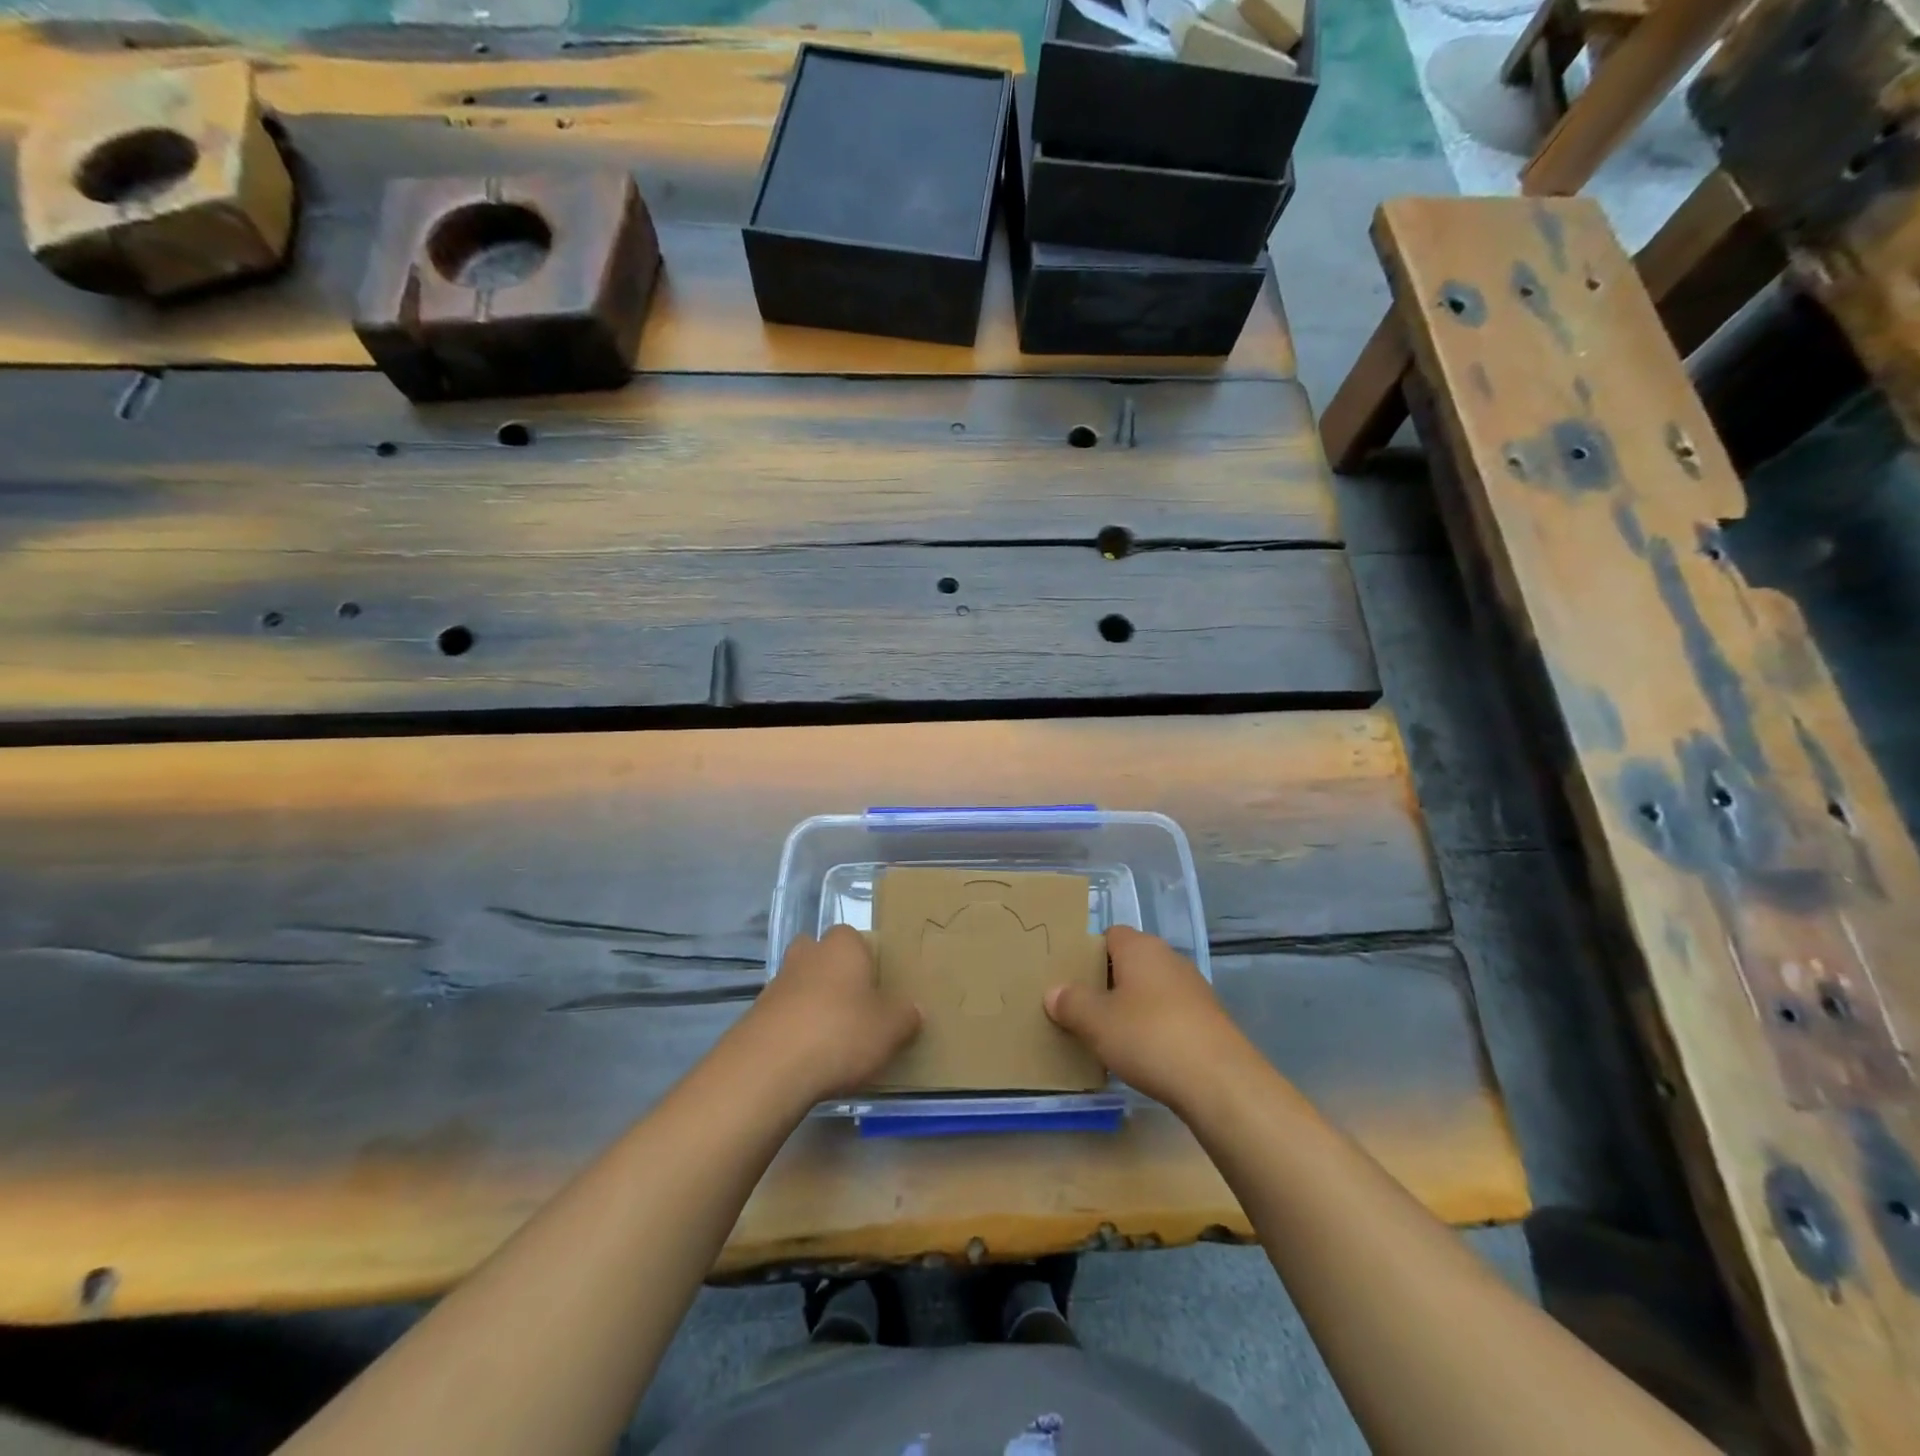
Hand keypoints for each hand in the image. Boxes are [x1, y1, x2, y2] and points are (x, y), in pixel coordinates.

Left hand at [735, 925, 920, 1104]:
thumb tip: (914, 1010)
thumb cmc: (841, 1033)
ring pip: (799, 984)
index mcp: (842, 946)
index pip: (854, 937)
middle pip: (820, 954)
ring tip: (832, 1038)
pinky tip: (807, 1057)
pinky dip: (794, 1029)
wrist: (770, 1068)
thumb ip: (906, 1017)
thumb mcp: (890, 1029)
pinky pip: (783, 1015)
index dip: (865, 958)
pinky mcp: (755, 1016)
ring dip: (811, 1003)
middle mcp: (807, 955)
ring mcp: (776, 984)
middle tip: (853, 1004)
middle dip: (832, 973)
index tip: (876, 985)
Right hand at [1045, 926, 1257, 1112]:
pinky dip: (1155, 1028)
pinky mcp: (1210, 1020)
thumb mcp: (1096, 1022)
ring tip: (1109, 1037)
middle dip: (1108, 983)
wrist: (1220, 1082)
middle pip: (1130, 962)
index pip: (1109, 935)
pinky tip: (1144, 1055)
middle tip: (1083, 1010)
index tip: (1071, 981)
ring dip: (1132, 1008)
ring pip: (1151, 990)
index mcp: (1140, 948)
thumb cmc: (1149, 1037)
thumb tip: (1054, 992)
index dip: (1089, 954)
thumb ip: (1071, 1003)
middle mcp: (1169, 958)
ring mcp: (1194, 989)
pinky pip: (1171, 1014)